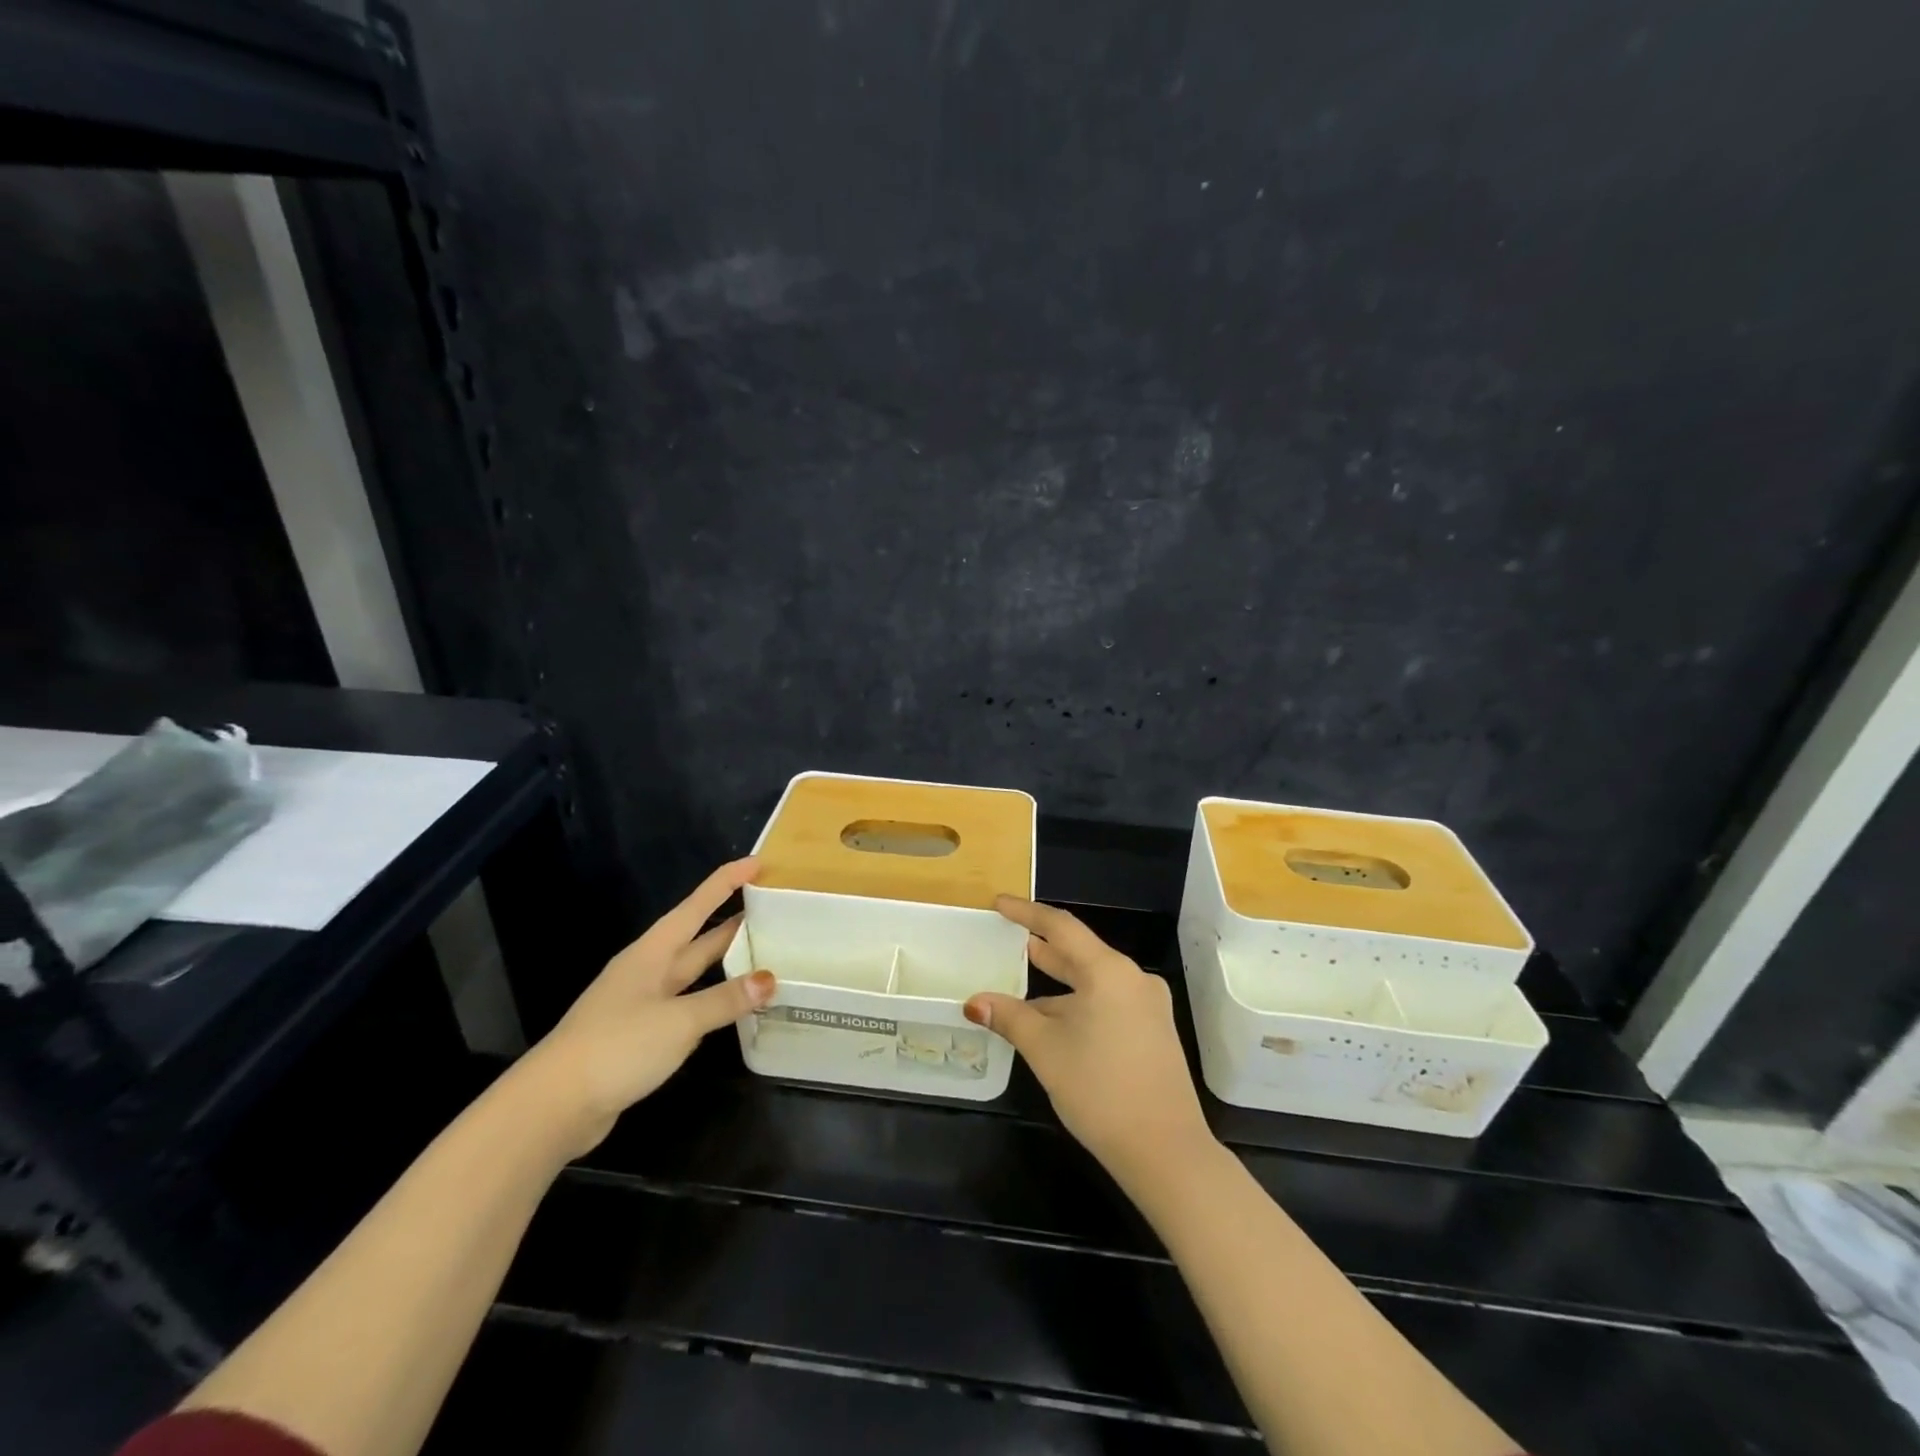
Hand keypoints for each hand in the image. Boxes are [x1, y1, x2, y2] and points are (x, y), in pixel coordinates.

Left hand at [516, 857, 774, 1154]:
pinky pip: (689, 1006)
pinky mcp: (643, 1035)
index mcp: (652, 953)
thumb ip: (725, 1000)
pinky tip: (736, 1005)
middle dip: (734, 921)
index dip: (727, 882)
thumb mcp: (679, 1021)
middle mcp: (648, 971)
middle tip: (775, 909)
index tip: (759, 863)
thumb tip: (771, 979)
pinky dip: (715, 1001)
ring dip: (728, 962)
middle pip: (698, 938)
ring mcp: (644, 1004)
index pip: (697, 906)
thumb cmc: (616, 1047)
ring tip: (767, 952)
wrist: (554, 1107)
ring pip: (695, 973)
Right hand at [964, 897, 1213, 1184]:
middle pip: (1080, 952)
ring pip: (1093, 980)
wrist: (1165, 1151)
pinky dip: (1077, 1002)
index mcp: (1108, 971)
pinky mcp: (1152, 1031)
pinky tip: (1052, 1018)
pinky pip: (1107, 1002)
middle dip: (1042, 947)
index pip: (1061, 927)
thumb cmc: (1100, 1089)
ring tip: (1022, 977)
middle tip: (1008, 937)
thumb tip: (974, 1002)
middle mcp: (1132, 979)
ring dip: (1058, 981)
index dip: (1026, 913)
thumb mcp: (1045, 1049)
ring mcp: (1147, 1006)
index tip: (999, 904)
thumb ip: (1008, 1017)